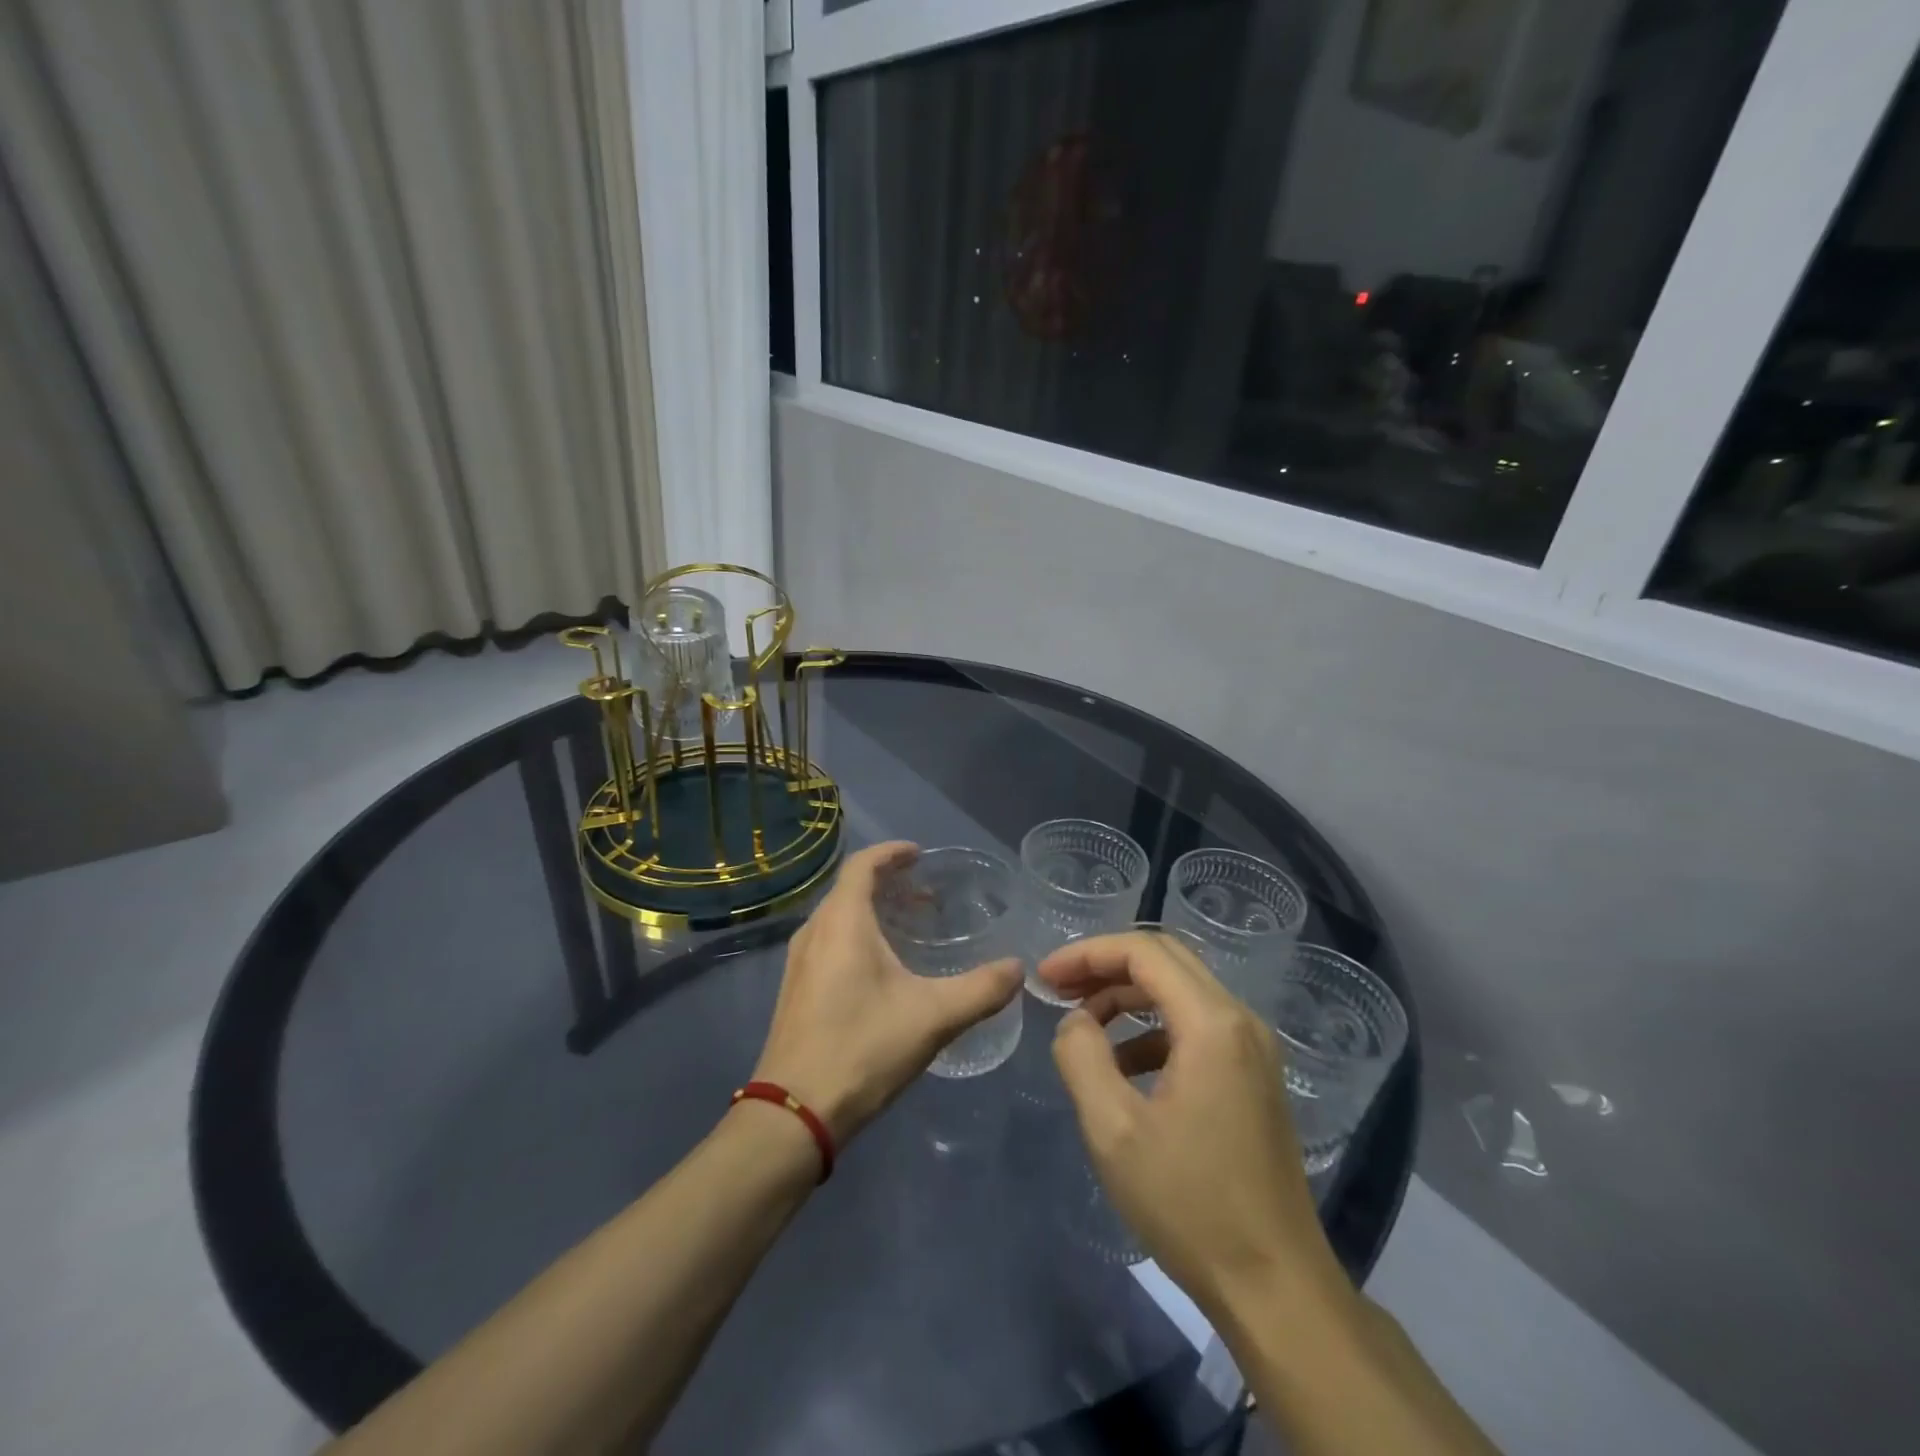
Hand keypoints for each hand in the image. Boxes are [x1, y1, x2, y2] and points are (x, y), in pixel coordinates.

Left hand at [753, 842, 1021, 1144]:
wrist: (795, 1112)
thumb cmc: (863, 1048)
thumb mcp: (933, 1017)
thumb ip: (981, 989)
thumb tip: (1018, 968)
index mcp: (842, 922)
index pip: (862, 864)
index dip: (891, 853)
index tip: (919, 854)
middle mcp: (814, 932)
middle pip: (849, 889)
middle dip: (886, 883)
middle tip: (924, 896)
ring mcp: (798, 963)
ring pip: (837, 918)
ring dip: (870, 911)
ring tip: (907, 928)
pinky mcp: (794, 990)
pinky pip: (827, 942)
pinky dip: (855, 936)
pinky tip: (880, 969)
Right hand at [1039, 931, 1347, 1317]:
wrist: (1275, 1288)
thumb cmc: (1190, 1205)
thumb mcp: (1113, 1129)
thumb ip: (1081, 1057)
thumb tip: (1074, 1022)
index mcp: (1212, 1023)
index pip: (1143, 952)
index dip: (1087, 954)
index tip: (1045, 978)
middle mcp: (1240, 1020)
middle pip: (1165, 959)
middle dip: (1106, 966)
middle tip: (1059, 989)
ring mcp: (1254, 1049)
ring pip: (1181, 990)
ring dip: (1128, 996)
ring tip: (1083, 1026)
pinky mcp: (1254, 1076)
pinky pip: (1196, 1025)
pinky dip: (1152, 1029)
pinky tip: (1123, 1067)